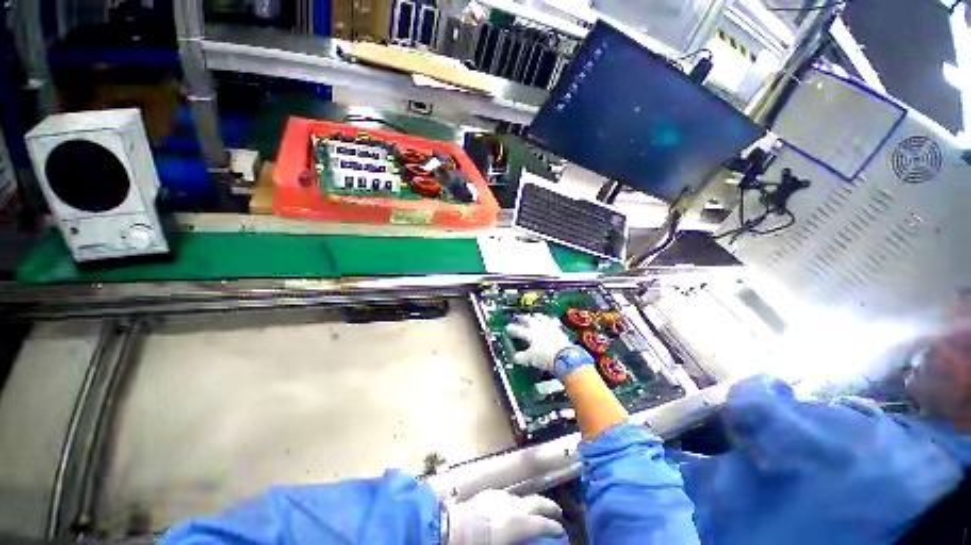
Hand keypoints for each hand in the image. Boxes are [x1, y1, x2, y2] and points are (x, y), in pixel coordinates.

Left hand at [446, 489, 564, 544]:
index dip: (555, 528)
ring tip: (536, 511)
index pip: (543, 524)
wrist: (450, 528)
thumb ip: (520, 540)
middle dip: (550, 507)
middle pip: (537, 501)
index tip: (561, 532)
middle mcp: (512, 506)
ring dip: (532, 503)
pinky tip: (511, 509)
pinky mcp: (489, 493)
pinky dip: (515, 502)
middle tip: (558, 514)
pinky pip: (507, 496)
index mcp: (517, 523)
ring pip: (523, 496)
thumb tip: (531, 540)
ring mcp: (500, 496)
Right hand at [506, 314, 591, 378]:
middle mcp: (538, 328)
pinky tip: (552, 320)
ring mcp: (549, 327)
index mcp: (529, 333)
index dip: (512, 329)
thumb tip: (516, 358)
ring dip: (537, 316)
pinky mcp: (559, 330)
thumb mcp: (530, 359)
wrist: (564, 356)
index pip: (518, 330)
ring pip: (541, 317)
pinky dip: (551, 320)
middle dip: (523, 318)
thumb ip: (521, 357)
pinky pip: (554, 322)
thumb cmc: (546, 356)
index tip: (508, 327)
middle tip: (520, 316)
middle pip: (528, 320)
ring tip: (535, 314)